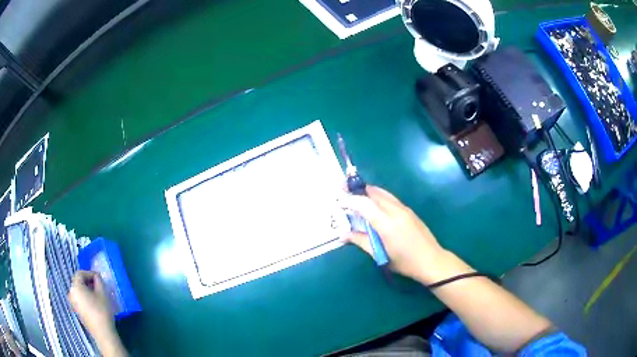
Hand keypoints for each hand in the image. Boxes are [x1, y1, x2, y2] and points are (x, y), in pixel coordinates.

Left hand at [68, 271, 113, 335]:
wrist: (103, 333)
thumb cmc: (102, 311)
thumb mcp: (102, 293)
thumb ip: (99, 281)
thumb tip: (97, 276)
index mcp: (75, 287)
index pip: (80, 273)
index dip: (89, 273)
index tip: (99, 277)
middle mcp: (71, 293)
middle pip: (78, 282)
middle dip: (88, 281)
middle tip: (98, 285)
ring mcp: (72, 303)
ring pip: (79, 291)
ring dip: (87, 289)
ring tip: (97, 294)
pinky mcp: (76, 310)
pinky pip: (79, 298)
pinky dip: (85, 297)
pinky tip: (94, 303)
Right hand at [341, 185, 451, 281]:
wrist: (432, 260)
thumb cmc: (404, 262)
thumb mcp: (380, 255)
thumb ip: (360, 241)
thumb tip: (342, 235)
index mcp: (386, 223)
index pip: (364, 204)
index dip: (350, 200)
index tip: (339, 201)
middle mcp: (395, 211)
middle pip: (373, 193)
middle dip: (357, 190)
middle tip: (343, 190)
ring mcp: (404, 209)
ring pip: (383, 193)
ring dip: (368, 191)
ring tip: (356, 195)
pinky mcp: (409, 211)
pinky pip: (390, 198)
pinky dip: (378, 196)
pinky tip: (373, 204)